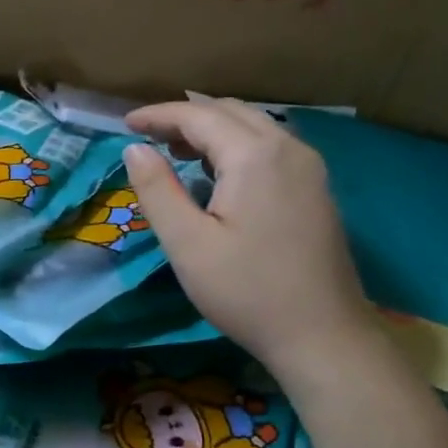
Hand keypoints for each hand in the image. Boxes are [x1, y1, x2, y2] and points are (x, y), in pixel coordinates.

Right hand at [124, 98, 375, 377]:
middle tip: (147, 139)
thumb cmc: (247, 291)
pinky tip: (217, 175)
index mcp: (255, 155)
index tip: (124, 124)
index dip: (158, 115)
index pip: (198, 116)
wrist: (322, 335)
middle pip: (229, 112)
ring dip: (212, 130)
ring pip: (253, 127)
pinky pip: (270, 147)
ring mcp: (309, 167)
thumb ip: (157, 190)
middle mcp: (288, 148)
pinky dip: (236, 146)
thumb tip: (135, 149)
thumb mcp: (187, 244)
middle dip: (185, 118)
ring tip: (176, 152)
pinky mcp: (316, 188)